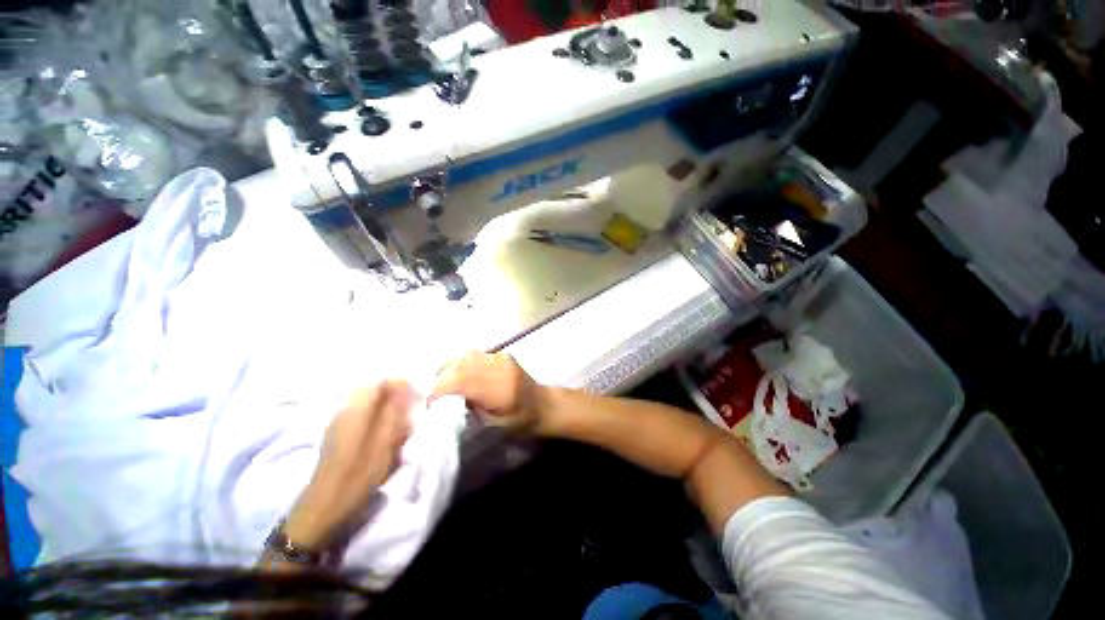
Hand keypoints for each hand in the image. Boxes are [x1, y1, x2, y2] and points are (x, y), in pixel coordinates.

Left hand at [283, 380, 411, 550]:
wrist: (323, 508)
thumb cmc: (356, 476)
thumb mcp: (383, 444)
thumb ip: (394, 412)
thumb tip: (405, 386)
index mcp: (355, 409)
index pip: (380, 380)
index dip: (400, 384)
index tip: (415, 396)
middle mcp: (344, 409)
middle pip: (373, 389)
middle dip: (395, 396)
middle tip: (409, 412)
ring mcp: (338, 420)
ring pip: (368, 402)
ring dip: (386, 408)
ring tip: (399, 424)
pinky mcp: (336, 432)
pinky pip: (362, 414)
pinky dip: (377, 418)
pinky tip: (383, 434)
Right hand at [430, 352, 548, 433]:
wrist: (543, 404)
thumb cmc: (521, 422)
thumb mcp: (493, 425)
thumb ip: (471, 408)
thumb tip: (447, 399)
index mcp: (500, 388)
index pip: (462, 380)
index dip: (441, 388)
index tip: (429, 402)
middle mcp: (500, 367)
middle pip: (461, 365)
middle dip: (441, 378)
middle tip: (432, 394)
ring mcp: (501, 357)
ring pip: (466, 356)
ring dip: (450, 368)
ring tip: (442, 384)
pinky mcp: (502, 354)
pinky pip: (475, 355)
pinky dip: (462, 363)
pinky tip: (458, 375)